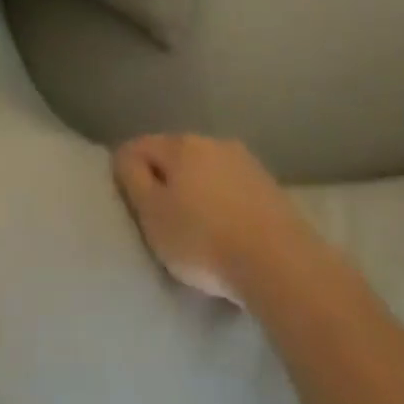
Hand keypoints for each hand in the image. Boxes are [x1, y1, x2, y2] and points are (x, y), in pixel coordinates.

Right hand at [112, 135, 310, 305]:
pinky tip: (225, 227)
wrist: (278, 262)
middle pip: (174, 154)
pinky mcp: (267, 184)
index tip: (129, 203)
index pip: (140, 145)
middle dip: (164, 178)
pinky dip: (221, 200)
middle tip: (159, 217)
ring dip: (195, 188)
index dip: (127, 170)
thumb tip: (125, 156)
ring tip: (194, 225)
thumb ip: (133, 179)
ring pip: (205, 168)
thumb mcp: (152, 214)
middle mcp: (211, 141)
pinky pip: (231, 186)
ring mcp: (243, 160)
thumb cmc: (203, 240)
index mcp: (180, 144)